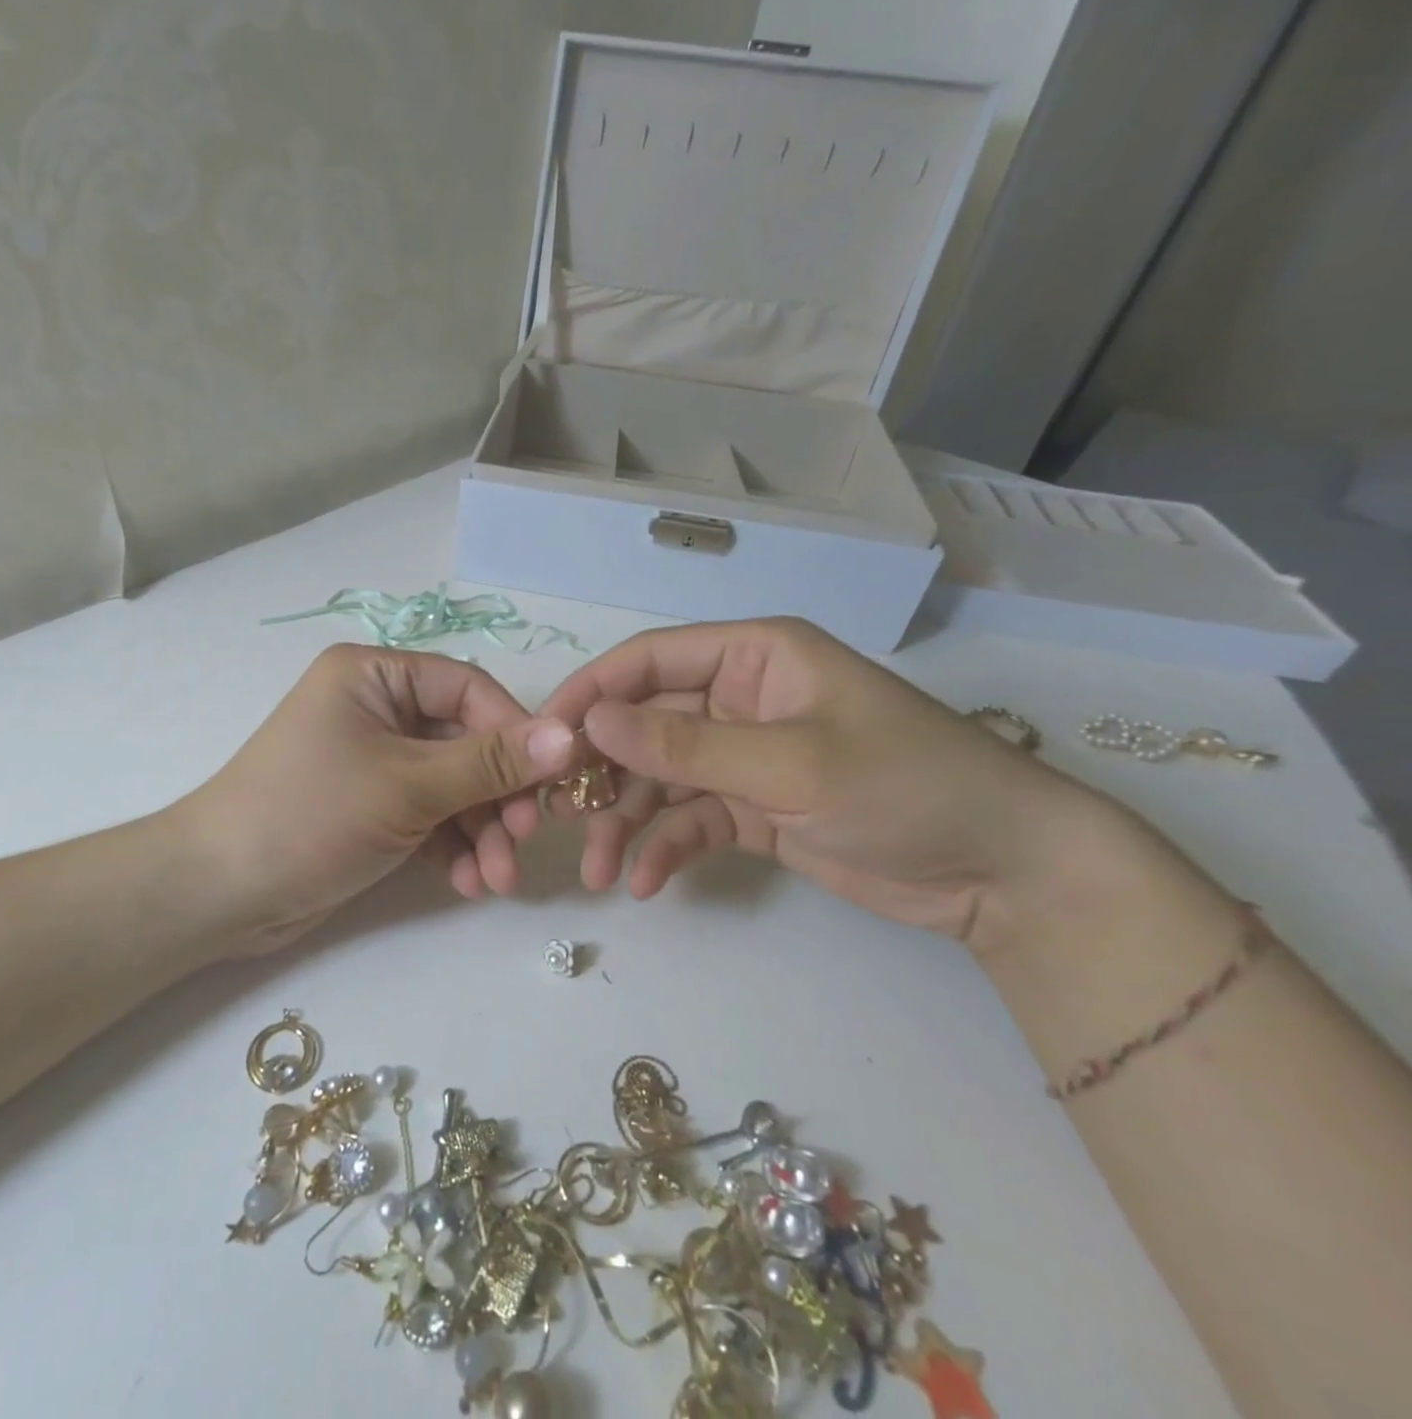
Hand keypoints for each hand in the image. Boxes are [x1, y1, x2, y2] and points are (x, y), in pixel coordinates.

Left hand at [179, 644, 575, 953]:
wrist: (219, 893)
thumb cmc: (310, 815)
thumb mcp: (408, 785)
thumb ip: (490, 763)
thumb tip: (568, 737)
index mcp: (375, 675)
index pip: (468, 689)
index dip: (515, 733)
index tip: (551, 781)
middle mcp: (377, 709)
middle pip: (465, 743)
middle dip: (497, 798)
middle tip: (522, 843)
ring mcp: (375, 761)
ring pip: (453, 787)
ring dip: (480, 832)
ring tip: (496, 881)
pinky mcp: (373, 808)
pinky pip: (430, 816)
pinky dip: (452, 847)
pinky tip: (468, 884)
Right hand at [530, 618, 1101, 942]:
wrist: (1002, 872)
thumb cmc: (904, 787)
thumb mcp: (790, 764)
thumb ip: (685, 746)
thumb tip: (592, 723)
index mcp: (753, 658)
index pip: (650, 660)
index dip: (592, 693)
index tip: (541, 736)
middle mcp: (740, 700)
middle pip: (645, 726)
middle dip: (601, 772)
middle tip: (556, 815)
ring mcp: (745, 757)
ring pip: (661, 780)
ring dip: (625, 822)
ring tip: (598, 871)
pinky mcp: (753, 809)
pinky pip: (690, 820)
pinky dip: (666, 848)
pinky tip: (646, 883)